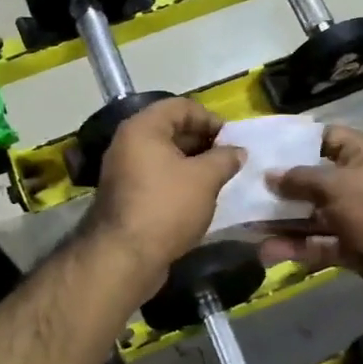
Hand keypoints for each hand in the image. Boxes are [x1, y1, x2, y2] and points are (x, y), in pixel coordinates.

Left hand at [83, 98, 244, 285]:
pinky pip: (157, 177)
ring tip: (219, 178)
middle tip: (229, 158)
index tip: (232, 139)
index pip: (181, 106)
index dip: (210, 118)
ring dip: (193, 163)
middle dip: (203, 141)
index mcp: (143, 128)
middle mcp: (128, 143)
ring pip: (165, 156)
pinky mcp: (126, 196)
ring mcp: (124, 171)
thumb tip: (238, 151)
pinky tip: (199, 197)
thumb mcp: (205, 179)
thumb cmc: (167, 207)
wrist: (125, 257)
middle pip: (171, 129)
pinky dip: (179, 180)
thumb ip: (225, 158)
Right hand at [260, 125, 362, 301]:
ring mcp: (356, 217)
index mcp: (360, 155)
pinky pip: (319, 244)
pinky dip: (297, 248)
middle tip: (245, 192)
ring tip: (249, 228)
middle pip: (313, 181)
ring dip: (283, 223)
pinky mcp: (353, 248)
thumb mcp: (335, 185)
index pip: (325, 138)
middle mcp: (357, 182)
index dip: (296, 141)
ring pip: (312, 217)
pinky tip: (268, 252)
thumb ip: (300, 179)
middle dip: (281, 189)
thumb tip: (270, 175)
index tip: (264, 148)